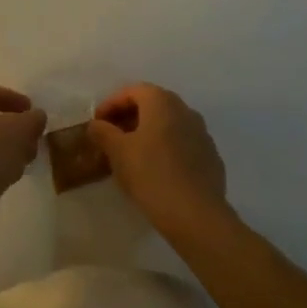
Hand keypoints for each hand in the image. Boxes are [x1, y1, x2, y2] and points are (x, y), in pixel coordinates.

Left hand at [0, 82, 46, 239]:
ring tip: (29, 158)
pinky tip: (14, 174)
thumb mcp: (21, 129)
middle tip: (33, 137)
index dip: (12, 97)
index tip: (30, 110)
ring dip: (11, 147)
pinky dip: (0, 164)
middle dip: (16, 127)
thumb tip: (37, 116)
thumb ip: (33, 119)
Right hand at [88, 83, 229, 238]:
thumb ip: (103, 133)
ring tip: (132, 155)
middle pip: (152, 105)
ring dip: (148, 133)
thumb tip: (95, 124)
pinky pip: (182, 144)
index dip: (111, 104)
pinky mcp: (211, 158)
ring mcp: (202, 134)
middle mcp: (185, 110)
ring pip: (169, 125)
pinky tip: (157, 171)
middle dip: (130, 118)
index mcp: (162, 102)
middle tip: (112, 137)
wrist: (197, 216)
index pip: (132, 91)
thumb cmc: (152, 175)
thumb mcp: (118, 153)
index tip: (97, 123)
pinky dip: (166, 149)